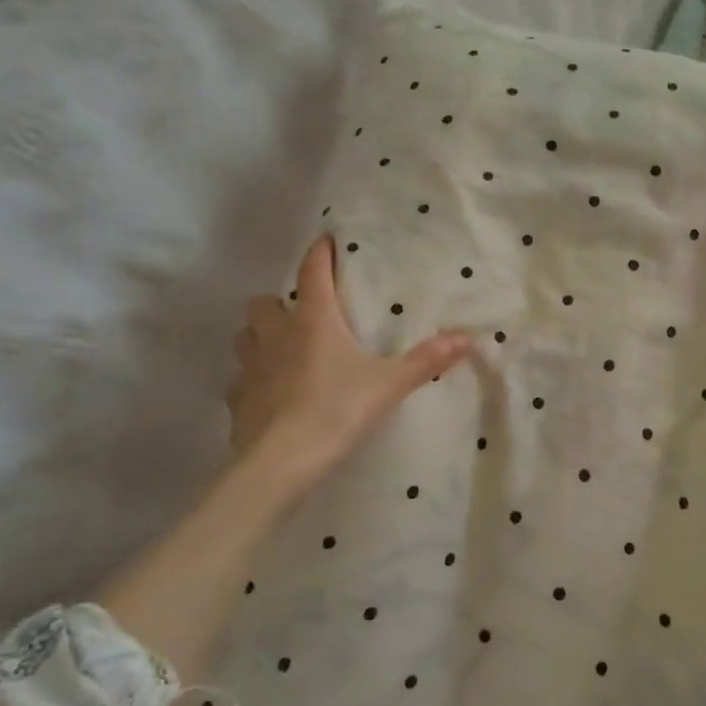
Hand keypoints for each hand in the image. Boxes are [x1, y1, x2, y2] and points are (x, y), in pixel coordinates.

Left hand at [228, 235, 471, 496]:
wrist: (279, 464)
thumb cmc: (335, 411)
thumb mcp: (388, 385)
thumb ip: (425, 360)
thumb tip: (468, 339)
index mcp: (313, 321)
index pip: (311, 272)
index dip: (319, 253)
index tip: (326, 241)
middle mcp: (275, 334)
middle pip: (264, 302)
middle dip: (280, 303)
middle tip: (304, 315)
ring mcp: (250, 366)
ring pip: (246, 335)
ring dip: (261, 335)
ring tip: (284, 349)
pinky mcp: (237, 398)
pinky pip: (242, 376)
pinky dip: (254, 376)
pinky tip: (272, 392)